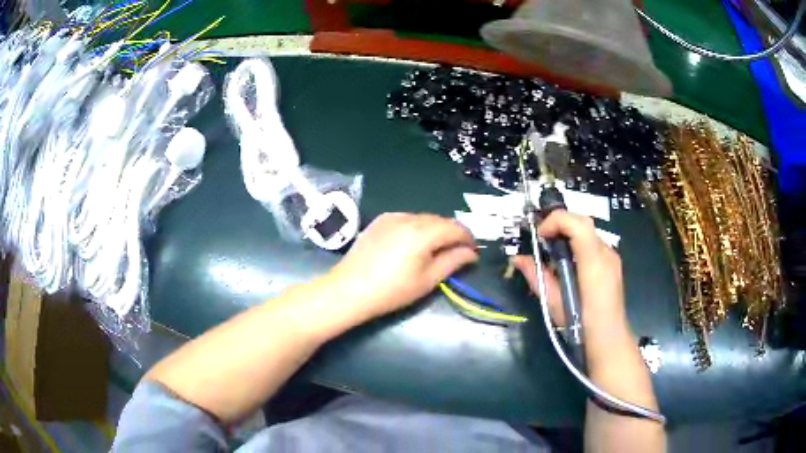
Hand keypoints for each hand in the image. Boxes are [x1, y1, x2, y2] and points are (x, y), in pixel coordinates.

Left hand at [328, 213, 477, 319]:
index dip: (468, 239)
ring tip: (433, 251)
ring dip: (434, 230)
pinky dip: (416, 228)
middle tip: (455, 254)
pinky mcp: (379, 221)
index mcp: (423, 231)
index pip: (456, 228)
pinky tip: (411, 245)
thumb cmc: (392, 290)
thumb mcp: (427, 280)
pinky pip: (406, 219)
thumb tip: (471, 253)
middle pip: (440, 220)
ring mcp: (391, 217)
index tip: (472, 253)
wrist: (349, 290)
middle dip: (451, 234)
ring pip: (423, 218)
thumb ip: (453, 262)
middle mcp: (409, 217)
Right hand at [512, 211, 628, 339]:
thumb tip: (518, 259)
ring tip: (553, 252)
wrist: (609, 340)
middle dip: (559, 223)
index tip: (539, 236)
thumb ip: (537, 276)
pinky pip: (593, 243)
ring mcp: (612, 257)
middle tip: (542, 239)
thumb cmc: (581, 325)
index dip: (555, 221)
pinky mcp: (612, 263)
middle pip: (582, 221)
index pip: (577, 223)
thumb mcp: (554, 303)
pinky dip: (577, 243)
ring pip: (588, 230)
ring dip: (568, 233)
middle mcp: (606, 253)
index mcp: (593, 262)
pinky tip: (569, 264)